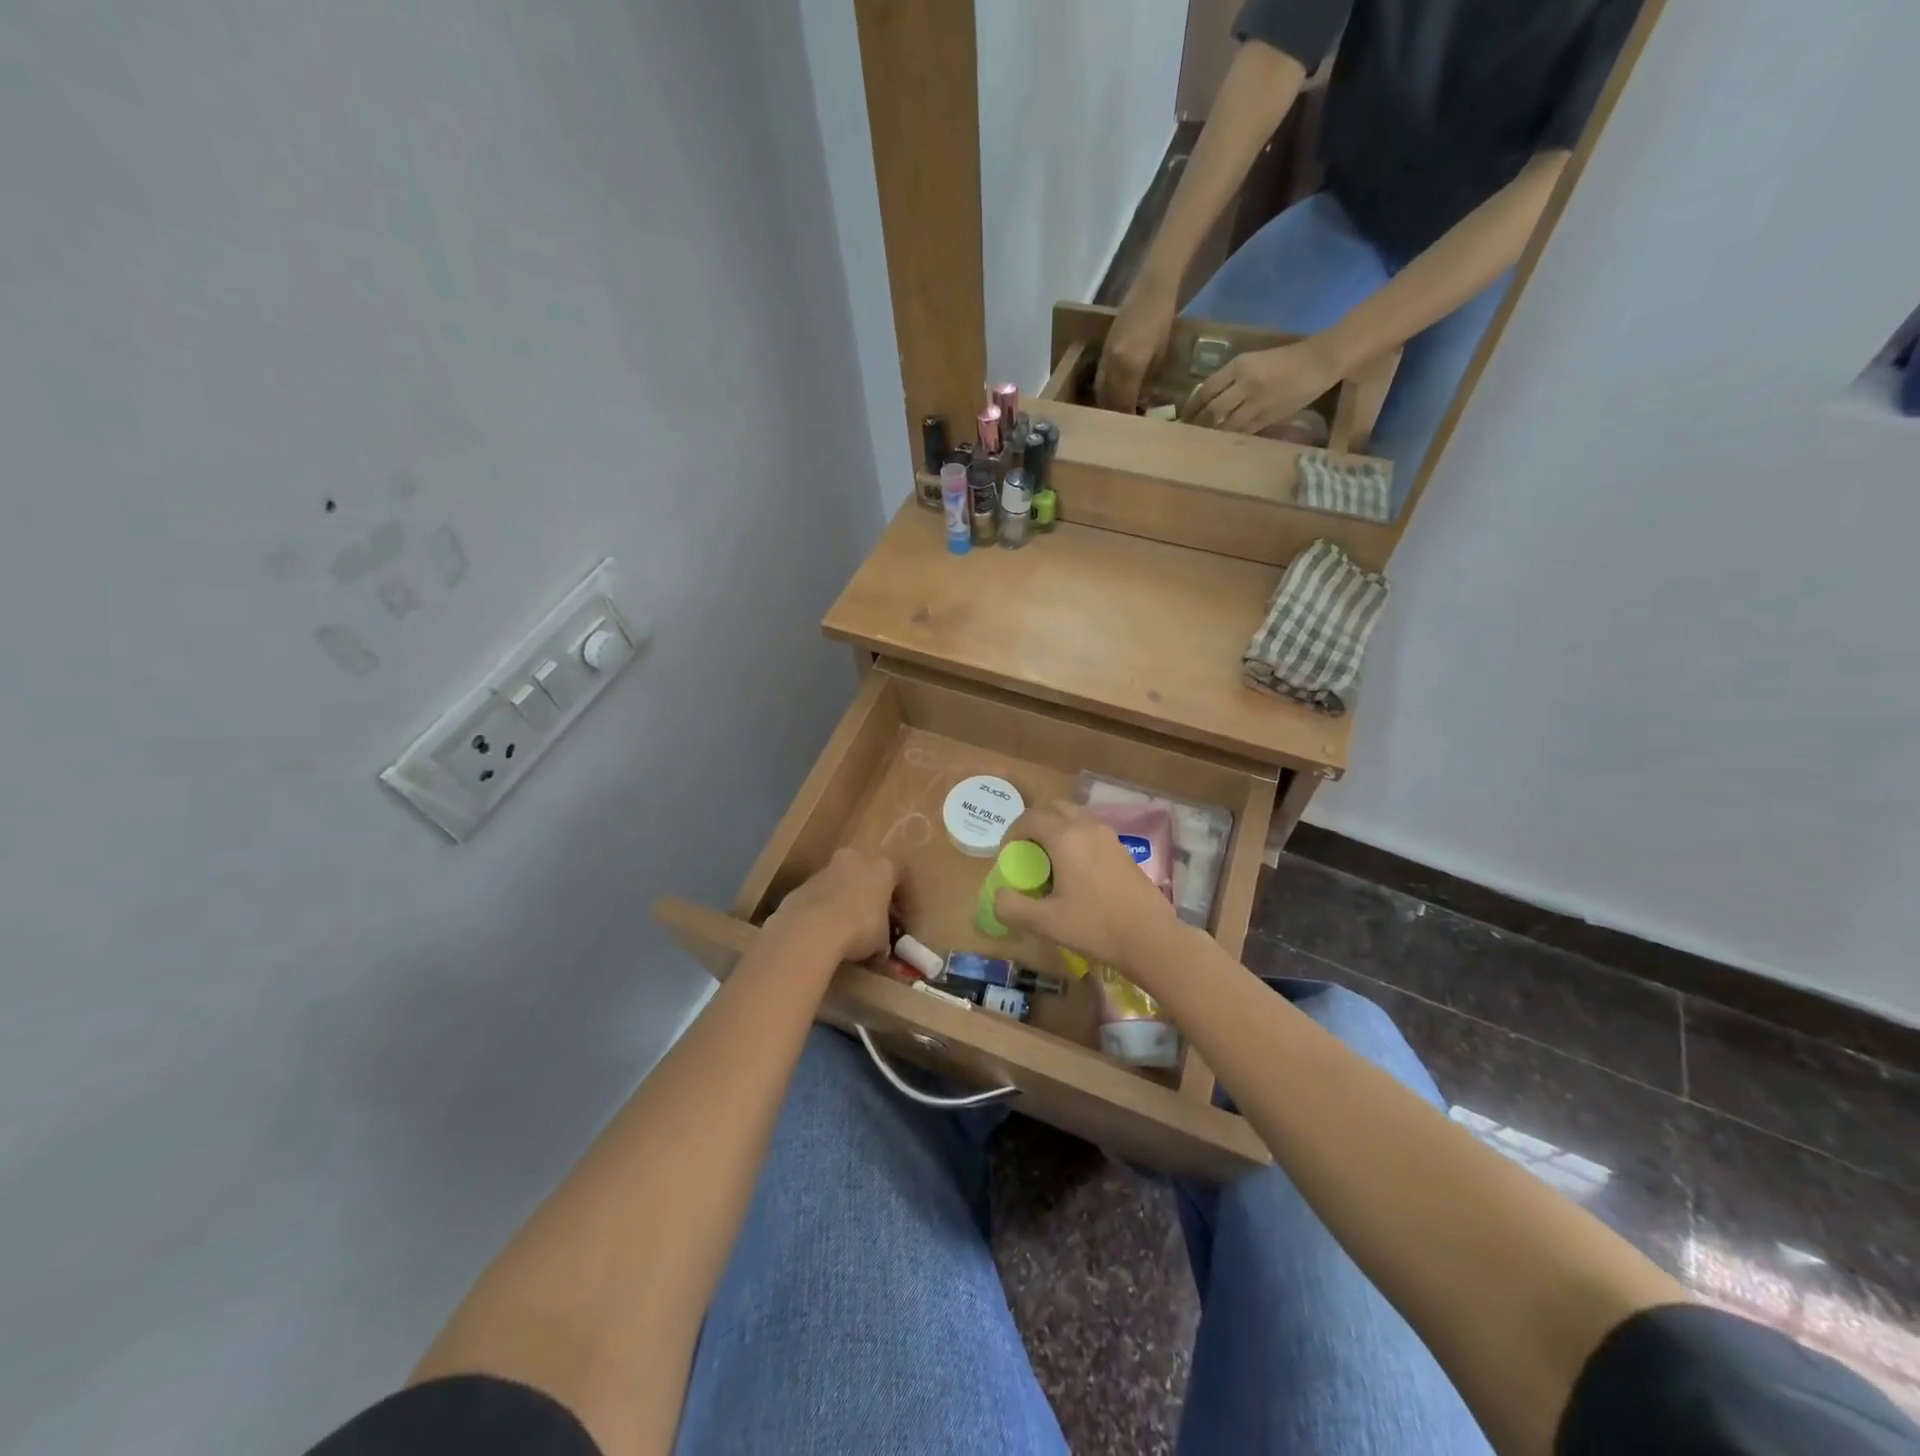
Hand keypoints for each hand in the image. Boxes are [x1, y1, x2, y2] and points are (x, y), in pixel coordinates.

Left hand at [764, 848, 897, 965]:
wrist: (810, 929)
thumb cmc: (859, 928)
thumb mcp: (883, 939)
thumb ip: (885, 936)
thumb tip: (881, 945)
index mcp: (882, 866)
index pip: (901, 875)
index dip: (906, 900)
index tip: (904, 922)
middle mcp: (855, 859)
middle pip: (869, 874)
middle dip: (873, 896)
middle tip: (876, 920)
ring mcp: (826, 870)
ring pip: (843, 883)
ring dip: (848, 901)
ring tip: (849, 929)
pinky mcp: (803, 885)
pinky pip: (822, 896)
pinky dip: (827, 910)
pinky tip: (827, 932)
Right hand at [991, 801, 1184, 978]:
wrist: (1152, 939)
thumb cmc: (1095, 926)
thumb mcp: (1045, 923)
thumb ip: (1013, 907)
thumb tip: (999, 896)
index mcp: (1065, 837)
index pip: (1030, 818)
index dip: (1012, 833)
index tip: (1007, 857)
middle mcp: (1088, 828)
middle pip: (1055, 809)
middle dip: (1036, 825)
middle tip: (1028, 854)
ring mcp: (1110, 837)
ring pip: (1076, 819)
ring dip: (1058, 831)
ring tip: (1052, 864)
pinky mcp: (1124, 852)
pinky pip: (1092, 834)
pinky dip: (1078, 841)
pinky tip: (1078, 875)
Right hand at [1094, 275, 1177, 413]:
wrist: (1151, 289)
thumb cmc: (1163, 321)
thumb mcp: (1161, 356)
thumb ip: (1147, 381)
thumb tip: (1141, 402)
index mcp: (1129, 366)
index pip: (1122, 402)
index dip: (1126, 417)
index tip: (1133, 429)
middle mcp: (1112, 364)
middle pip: (1107, 399)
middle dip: (1114, 413)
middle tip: (1123, 425)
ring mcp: (1105, 356)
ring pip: (1100, 390)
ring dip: (1106, 403)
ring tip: (1116, 412)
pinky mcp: (1102, 350)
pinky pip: (1099, 377)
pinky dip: (1104, 389)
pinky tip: (1112, 393)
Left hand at [1187, 337, 1344, 434]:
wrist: (1319, 362)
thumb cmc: (1285, 359)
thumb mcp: (1253, 361)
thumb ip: (1231, 378)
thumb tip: (1208, 399)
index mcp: (1239, 366)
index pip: (1206, 389)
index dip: (1193, 404)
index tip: (1184, 414)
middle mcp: (1244, 385)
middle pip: (1212, 409)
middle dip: (1198, 422)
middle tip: (1187, 432)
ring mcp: (1256, 403)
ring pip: (1225, 424)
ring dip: (1212, 433)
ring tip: (1200, 440)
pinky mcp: (1267, 418)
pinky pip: (1242, 431)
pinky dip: (1229, 437)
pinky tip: (1221, 441)